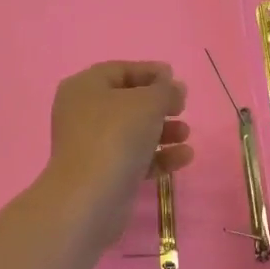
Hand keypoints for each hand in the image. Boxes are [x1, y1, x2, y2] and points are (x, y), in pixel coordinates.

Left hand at [42, 62, 192, 245]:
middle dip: (159, 104)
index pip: (120, 70)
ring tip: (186, 134)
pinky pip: (134, 158)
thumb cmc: (116, 136)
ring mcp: (91, 146)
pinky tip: (184, 157)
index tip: (176, 79)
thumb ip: (164, 89)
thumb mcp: (147, 102)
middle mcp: (83, 113)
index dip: (150, 72)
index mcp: (85, 87)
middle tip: (182, 107)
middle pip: (127, 102)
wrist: (90, 198)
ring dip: (163, 131)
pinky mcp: (103, 174)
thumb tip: (172, 86)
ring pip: (133, 131)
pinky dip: (158, 155)